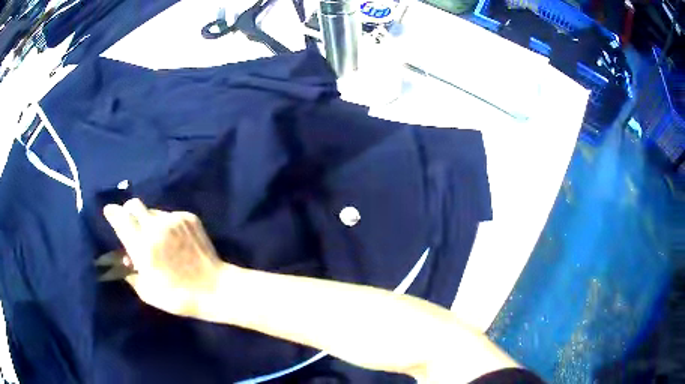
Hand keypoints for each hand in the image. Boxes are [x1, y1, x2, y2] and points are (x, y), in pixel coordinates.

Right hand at [103, 199, 227, 316]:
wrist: (215, 288)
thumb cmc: (178, 297)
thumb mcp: (147, 292)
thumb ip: (131, 273)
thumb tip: (125, 259)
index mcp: (143, 246)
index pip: (120, 218)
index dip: (112, 213)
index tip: (109, 211)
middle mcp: (156, 227)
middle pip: (134, 205)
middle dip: (128, 212)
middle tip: (130, 225)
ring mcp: (174, 220)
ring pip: (152, 211)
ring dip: (148, 221)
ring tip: (157, 241)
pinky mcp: (189, 218)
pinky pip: (169, 215)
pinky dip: (166, 225)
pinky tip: (174, 242)